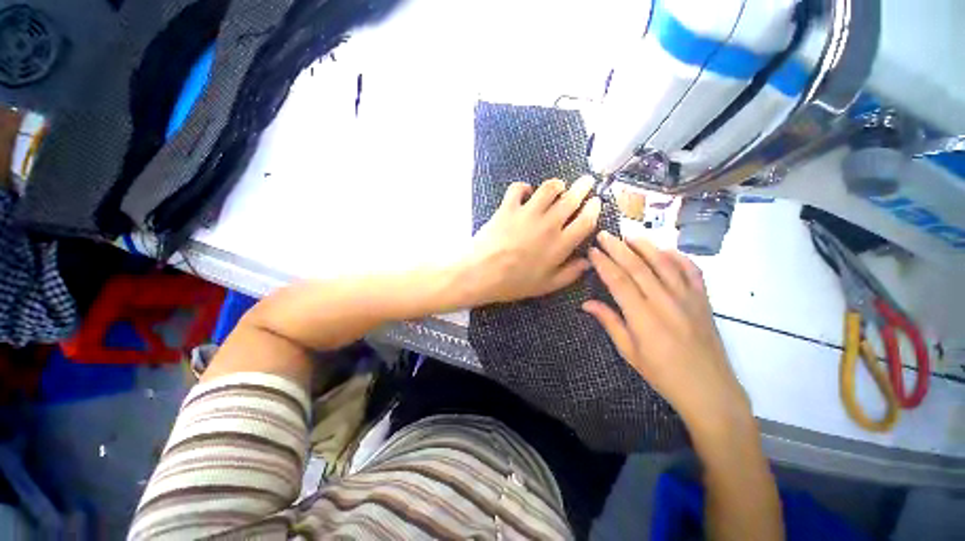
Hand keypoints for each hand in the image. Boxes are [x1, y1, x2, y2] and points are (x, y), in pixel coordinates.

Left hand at [456, 176, 600, 305]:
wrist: (481, 273)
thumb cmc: (513, 283)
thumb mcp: (546, 286)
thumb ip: (570, 273)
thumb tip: (587, 261)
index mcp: (560, 244)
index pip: (586, 220)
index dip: (594, 208)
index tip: (596, 201)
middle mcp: (548, 224)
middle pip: (572, 198)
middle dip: (583, 187)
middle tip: (587, 181)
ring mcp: (527, 213)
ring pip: (548, 188)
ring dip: (557, 184)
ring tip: (559, 186)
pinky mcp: (508, 208)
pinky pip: (518, 188)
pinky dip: (524, 187)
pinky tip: (526, 192)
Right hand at [583, 231, 750, 435]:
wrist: (709, 389)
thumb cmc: (663, 374)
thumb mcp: (630, 352)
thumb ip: (609, 322)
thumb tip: (586, 304)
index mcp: (643, 317)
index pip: (618, 281)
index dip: (604, 264)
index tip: (592, 251)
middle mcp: (665, 301)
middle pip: (638, 267)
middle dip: (618, 248)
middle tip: (604, 234)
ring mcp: (688, 298)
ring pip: (664, 263)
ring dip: (645, 246)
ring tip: (630, 234)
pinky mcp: (703, 300)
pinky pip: (691, 271)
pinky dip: (678, 256)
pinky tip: (665, 250)